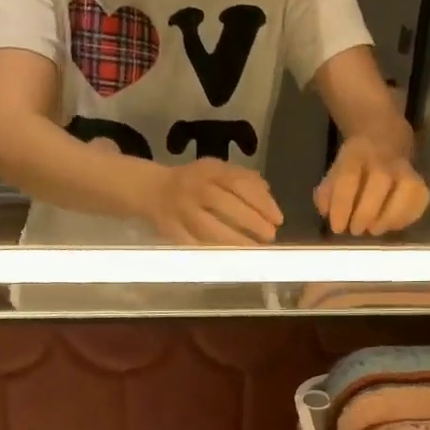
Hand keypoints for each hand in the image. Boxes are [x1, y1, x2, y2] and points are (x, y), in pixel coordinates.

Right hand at [143, 159, 282, 243]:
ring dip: (234, 241)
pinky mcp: (171, 231)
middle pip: (224, 204)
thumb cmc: (194, 181)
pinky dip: (212, 252)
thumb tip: (267, 195)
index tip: (278, 219)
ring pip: (207, 227)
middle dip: (251, 222)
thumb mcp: (217, 170)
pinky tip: (230, 259)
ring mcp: (180, 211)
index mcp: (209, 170)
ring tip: (254, 250)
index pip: (238, 183)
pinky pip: (193, 244)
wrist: (152, 190)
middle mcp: (194, 188)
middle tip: (270, 236)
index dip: (261, 202)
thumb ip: (243, 179)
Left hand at [315, 133, 429, 235]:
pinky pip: (420, 199)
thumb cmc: (355, 164)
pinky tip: (392, 225)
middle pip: (380, 181)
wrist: (384, 139)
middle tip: (356, 230)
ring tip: (375, 230)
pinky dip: (408, 216)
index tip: (337, 228)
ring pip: (407, 188)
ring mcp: (405, 168)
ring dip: (390, 216)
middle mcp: (383, 158)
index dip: (342, 206)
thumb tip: (327, 212)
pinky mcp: (420, 180)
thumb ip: (327, 193)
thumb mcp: (334, 171)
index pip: (348, 178)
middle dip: (366, 212)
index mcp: (356, 154)